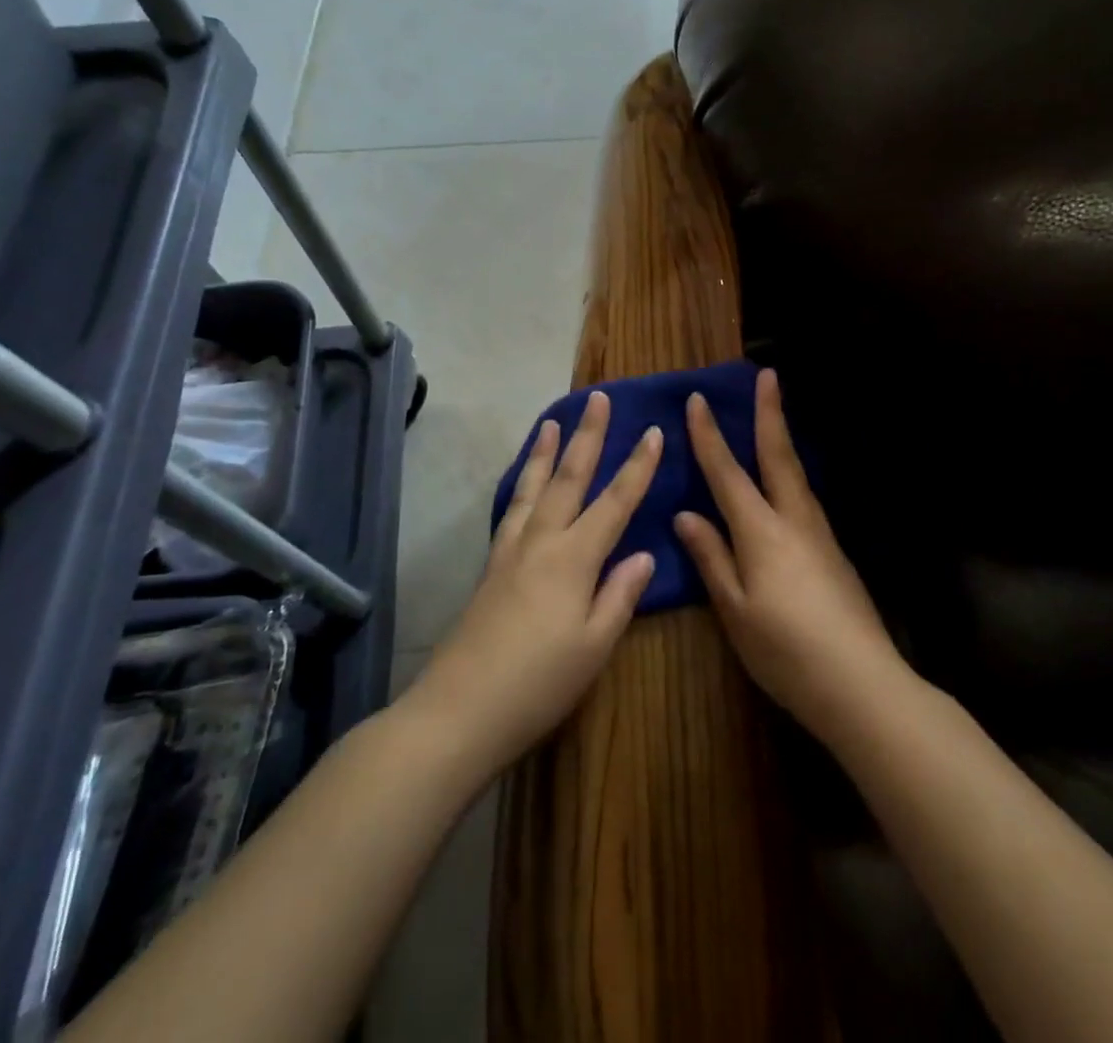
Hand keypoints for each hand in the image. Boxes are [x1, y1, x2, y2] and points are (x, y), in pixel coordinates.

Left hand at [411, 391, 659, 773]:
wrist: (459, 712)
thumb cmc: (538, 684)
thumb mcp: (594, 646)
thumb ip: (620, 595)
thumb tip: (644, 554)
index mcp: (574, 559)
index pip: (615, 502)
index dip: (637, 466)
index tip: (653, 430)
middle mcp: (541, 542)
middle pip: (569, 479)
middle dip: (587, 436)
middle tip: (597, 398)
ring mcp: (510, 553)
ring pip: (533, 488)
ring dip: (545, 452)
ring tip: (551, 422)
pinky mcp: (490, 569)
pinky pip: (511, 511)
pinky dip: (521, 487)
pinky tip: (523, 486)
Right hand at [675, 369, 904, 740]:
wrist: (861, 682)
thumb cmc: (786, 651)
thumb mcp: (736, 610)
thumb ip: (712, 558)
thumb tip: (687, 515)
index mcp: (762, 532)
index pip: (728, 474)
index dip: (710, 437)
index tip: (698, 400)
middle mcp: (794, 520)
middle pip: (778, 456)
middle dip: (770, 413)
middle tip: (768, 375)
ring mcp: (820, 534)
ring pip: (796, 475)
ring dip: (782, 439)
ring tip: (773, 418)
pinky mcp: (835, 552)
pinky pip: (805, 498)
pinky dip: (791, 475)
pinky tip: (786, 484)